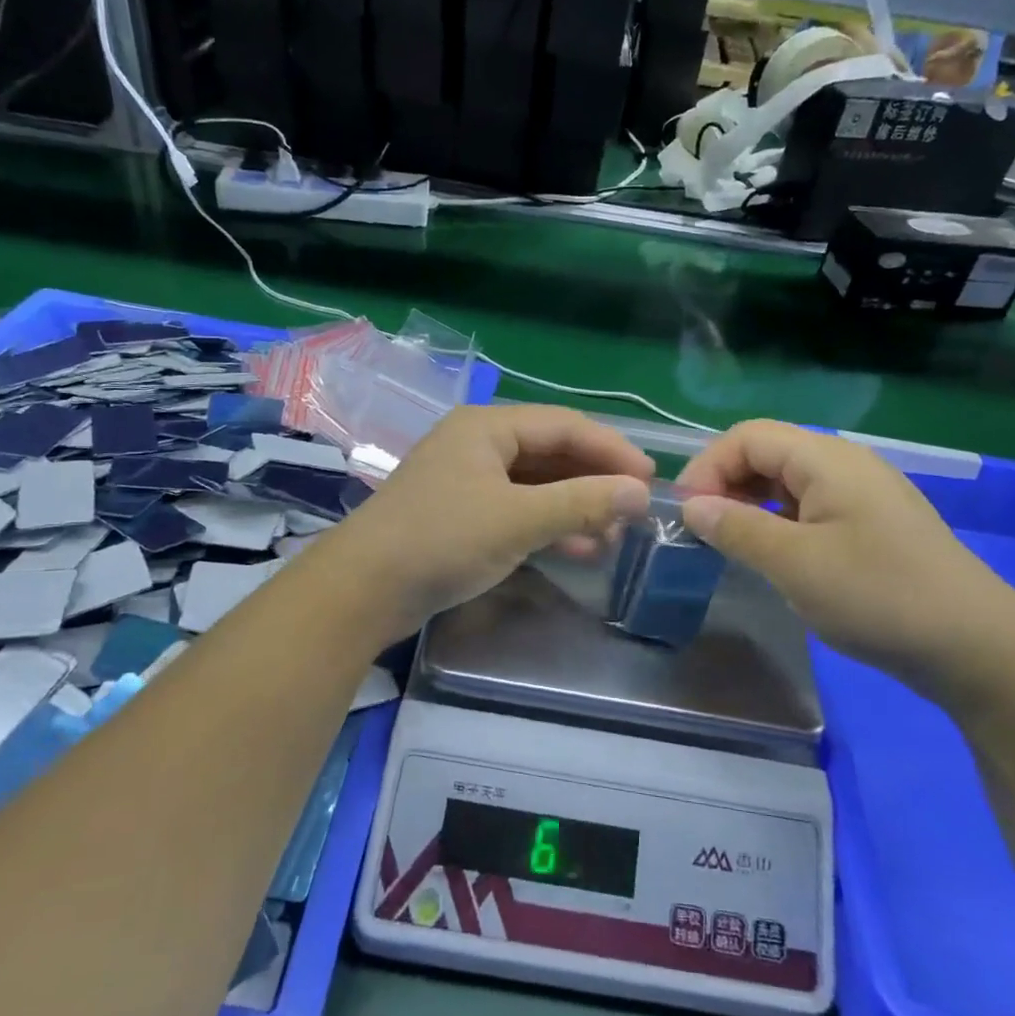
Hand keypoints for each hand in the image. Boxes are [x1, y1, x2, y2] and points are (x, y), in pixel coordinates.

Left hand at [335, 405, 653, 638]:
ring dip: (576, 506)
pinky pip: (518, 509)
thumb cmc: (442, 540)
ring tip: (614, 536)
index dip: (613, 450)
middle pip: (552, 453)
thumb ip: (582, 502)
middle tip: (636, 511)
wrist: (363, 590)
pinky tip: (579, 549)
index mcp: (487, 427)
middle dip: (595, 481)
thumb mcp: (518, 519)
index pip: (566, 425)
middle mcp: (478, 444)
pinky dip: (550, 525)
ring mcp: (468, 480)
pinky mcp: (462, 514)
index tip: (651, 481)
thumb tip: (642, 493)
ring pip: (537, 484)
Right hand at [678, 420, 1014, 687]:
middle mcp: (845, 464)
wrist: (976, 646)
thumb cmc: (878, 595)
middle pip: (768, 453)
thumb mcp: (795, 563)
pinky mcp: (873, 524)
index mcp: (826, 459)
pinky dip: (779, 521)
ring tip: (730, 544)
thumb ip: (737, 528)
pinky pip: (811, 507)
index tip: (684, 513)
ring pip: (789, 482)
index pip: (747, 436)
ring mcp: (864, 494)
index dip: (707, 467)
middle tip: (702, 531)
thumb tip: (691, 505)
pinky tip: (774, 555)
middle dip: (726, 484)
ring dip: (750, 504)